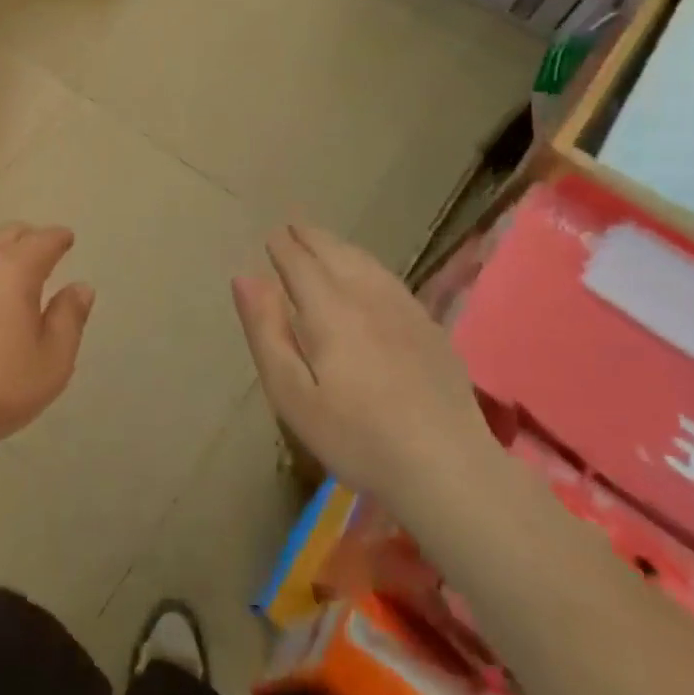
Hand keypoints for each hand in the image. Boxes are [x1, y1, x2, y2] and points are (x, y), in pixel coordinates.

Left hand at [0, 224, 94, 458]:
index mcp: (15, 271)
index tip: (67, 238)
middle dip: (28, 237)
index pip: (43, 240)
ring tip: (11, 278)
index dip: (58, 238)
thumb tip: (80, 288)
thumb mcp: (52, 360)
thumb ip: (69, 319)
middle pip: (7, 235)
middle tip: (42, 250)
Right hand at [233, 223, 501, 524]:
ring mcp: (403, 309)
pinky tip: (368, 274)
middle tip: (293, 227)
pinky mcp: (428, 327)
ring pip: (365, 262)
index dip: (283, 247)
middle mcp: (366, 296)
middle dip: (310, 237)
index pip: (299, 263)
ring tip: (324, 242)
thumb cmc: (356, 437)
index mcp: (328, 309)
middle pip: (334, 253)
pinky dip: (368, 264)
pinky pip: (390, 278)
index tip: (272, 236)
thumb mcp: (291, 394)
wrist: (448, 468)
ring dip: (339, 246)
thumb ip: (266, 331)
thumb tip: (245, 277)